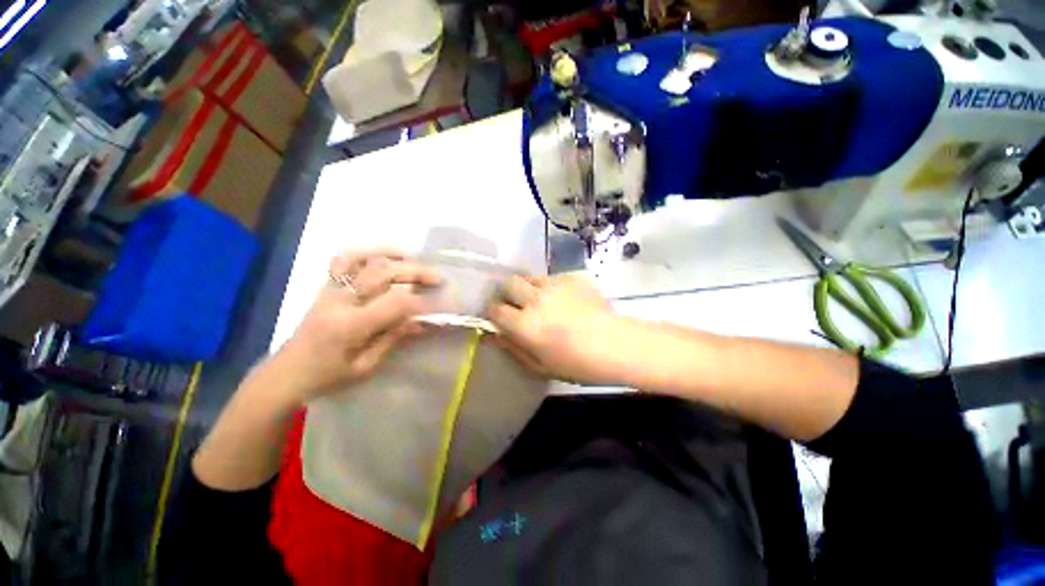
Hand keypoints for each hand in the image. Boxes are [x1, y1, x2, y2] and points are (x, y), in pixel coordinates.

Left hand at [267, 248, 440, 402]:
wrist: (285, 373)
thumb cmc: (326, 377)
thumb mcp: (365, 367)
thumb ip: (392, 339)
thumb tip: (419, 321)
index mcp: (351, 325)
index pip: (395, 302)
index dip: (421, 301)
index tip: (439, 303)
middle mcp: (340, 301)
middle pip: (383, 273)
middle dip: (416, 273)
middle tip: (438, 278)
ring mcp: (330, 290)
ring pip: (363, 259)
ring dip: (392, 256)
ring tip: (413, 259)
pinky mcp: (325, 287)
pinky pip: (343, 260)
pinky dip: (366, 253)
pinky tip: (384, 256)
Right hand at [488, 272, 622, 383]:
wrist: (616, 345)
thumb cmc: (577, 364)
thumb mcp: (540, 366)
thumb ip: (513, 349)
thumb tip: (493, 337)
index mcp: (524, 324)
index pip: (495, 308)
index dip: (493, 311)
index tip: (497, 316)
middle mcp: (535, 299)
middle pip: (508, 283)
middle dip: (507, 292)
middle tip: (515, 303)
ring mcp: (554, 285)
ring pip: (529, 276)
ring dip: (527, 286)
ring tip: (538, 298)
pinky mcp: (572, 278)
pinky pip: (552, 277)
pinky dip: (550, 286)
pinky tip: (563, 298)